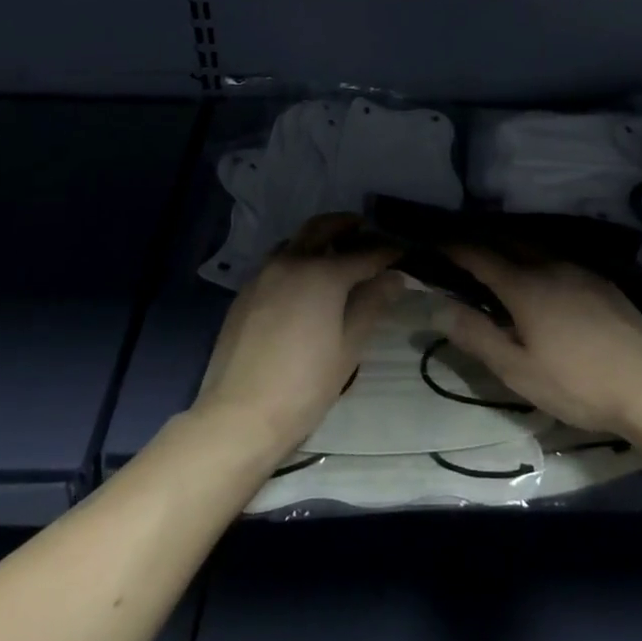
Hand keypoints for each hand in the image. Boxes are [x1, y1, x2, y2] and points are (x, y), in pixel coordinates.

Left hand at [193, 213, 402, 455]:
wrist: (239, 415)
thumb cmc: (305, 384)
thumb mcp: (349, 346)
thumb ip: (372, 303)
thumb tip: (394, 277)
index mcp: (323, 273)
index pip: (365, 253)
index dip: (387, 252)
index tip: (402, 252)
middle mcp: (292, 261)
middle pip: (322, 227)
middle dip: (346, 224)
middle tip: (365, 231)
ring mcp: (264, 274)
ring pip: (295, 240)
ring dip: (318, 238)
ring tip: (335, 254)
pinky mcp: (245, 291)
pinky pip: (276, 261)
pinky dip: (296, 258)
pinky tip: (304, 283)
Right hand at [435, 247, 641, 436]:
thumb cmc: (577, 383)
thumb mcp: (518, 370)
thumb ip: (477, 335)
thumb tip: (438, 305)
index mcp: (524, 285)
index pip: (480, 255)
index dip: (454, 247)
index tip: (433, 241)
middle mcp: (550, 265)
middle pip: (507, 241)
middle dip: (481, 241)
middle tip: (460, 249)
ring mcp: (579, 270)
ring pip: (535, 247)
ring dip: (509, 247)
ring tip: (495, 259)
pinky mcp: (601, 281)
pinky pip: (558, 257)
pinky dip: (536, 258)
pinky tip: (540, 277)